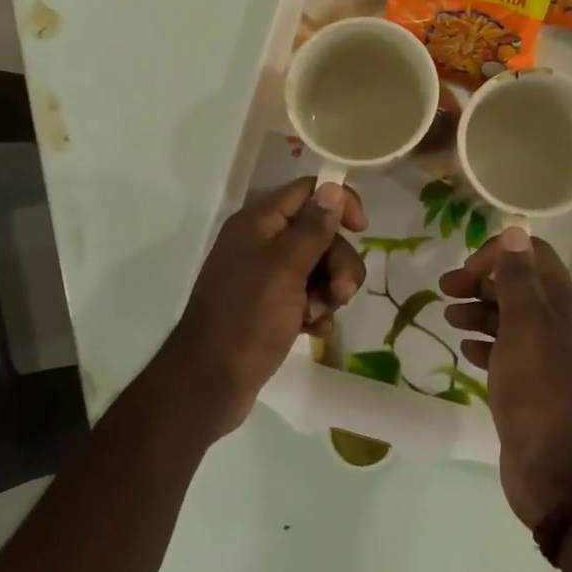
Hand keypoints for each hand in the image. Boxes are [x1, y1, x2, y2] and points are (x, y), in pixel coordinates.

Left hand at [163, 178, 368, 437]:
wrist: (210, 383)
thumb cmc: (247, 318)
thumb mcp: (285, 269)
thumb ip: (313, 228)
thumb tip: (333, 187)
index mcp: (259, 222)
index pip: (308, 191)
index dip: (338, 203)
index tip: (361, 229)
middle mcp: (262, 242)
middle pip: (319, 233)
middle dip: (338, 262)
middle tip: (341, 292)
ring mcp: (266, 277)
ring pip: (319, 267)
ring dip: (329, 291)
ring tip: (318, 316)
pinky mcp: (272, 307)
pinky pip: (309, 296)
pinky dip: (316, 311)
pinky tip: (314, 331)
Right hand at [440, 227, 571, 528]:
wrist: (557, 470)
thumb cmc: (539, 390)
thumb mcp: (526, 326)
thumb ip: (518, 279)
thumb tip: (515, 230)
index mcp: (562, 304)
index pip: (532, 256)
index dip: (497, 255)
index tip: (465, 272)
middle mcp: (557, 324)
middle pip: (518, 285)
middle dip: (481, 281)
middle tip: (444, 290)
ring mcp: (543, 357)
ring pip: (508, 318)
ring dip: (478, 310)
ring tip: (448, 318)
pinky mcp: (528, 385)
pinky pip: (504, 351)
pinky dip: (483, 342)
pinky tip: (465, 348)